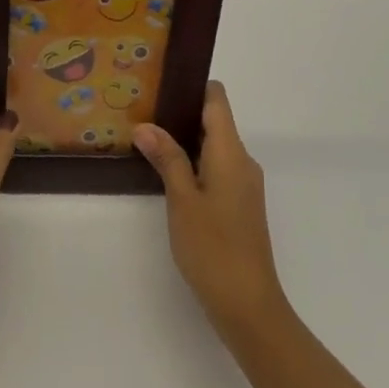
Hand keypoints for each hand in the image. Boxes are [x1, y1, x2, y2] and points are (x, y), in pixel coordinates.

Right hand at [132, 82, 289, 347]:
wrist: (248, 304)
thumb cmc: (213, 247)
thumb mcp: (182, 200)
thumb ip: (167, 158)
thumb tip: (145, 125)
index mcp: (231, 152)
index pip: (217, 100)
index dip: (192, 86)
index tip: (160, 82)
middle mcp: (242, 161)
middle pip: (215, 121)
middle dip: (180, 113)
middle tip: (140, 110)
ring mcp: (243, 184)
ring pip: (214, 147)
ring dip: (184, 140)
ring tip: (146, 138)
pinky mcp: (240, 204)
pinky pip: (216, 168)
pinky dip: (193, 163)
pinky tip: (166, 173)